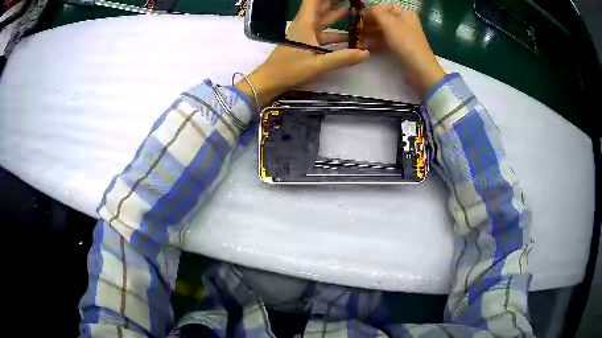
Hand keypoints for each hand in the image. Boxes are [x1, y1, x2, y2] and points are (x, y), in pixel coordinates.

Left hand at [236, 0, 369, 108]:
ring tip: (356, 10)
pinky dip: (336, 32)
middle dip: (335, 2)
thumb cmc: (289, 70)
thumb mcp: (318, 64)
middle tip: (354, 1)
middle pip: (321, 7)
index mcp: (306, 24)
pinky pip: (324, 33)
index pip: (315, 1)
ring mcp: (306, 34)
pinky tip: (350, 36)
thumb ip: (342, 58)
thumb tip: (366, 53)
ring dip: (338, 15)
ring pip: (324, 19)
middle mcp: (306, 25)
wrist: (270, 81)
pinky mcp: (306, 43)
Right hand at [362, 5, 444, 96]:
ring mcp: (404, 36)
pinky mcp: (401, 48)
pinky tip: (367, 46)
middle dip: (370, 23)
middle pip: (384, 19)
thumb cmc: (404, 42)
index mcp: (405, 14)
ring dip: (371, 33)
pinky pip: (386, 41)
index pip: (385, 7)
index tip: (358, 17)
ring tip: (359, 38)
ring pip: (384, 31)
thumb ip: (376, 12)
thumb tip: (366, 9)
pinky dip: (377, 42)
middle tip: (356, 28)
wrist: (419, 68)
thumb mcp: (389, 23)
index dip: (371, 11)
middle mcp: (405, 23)